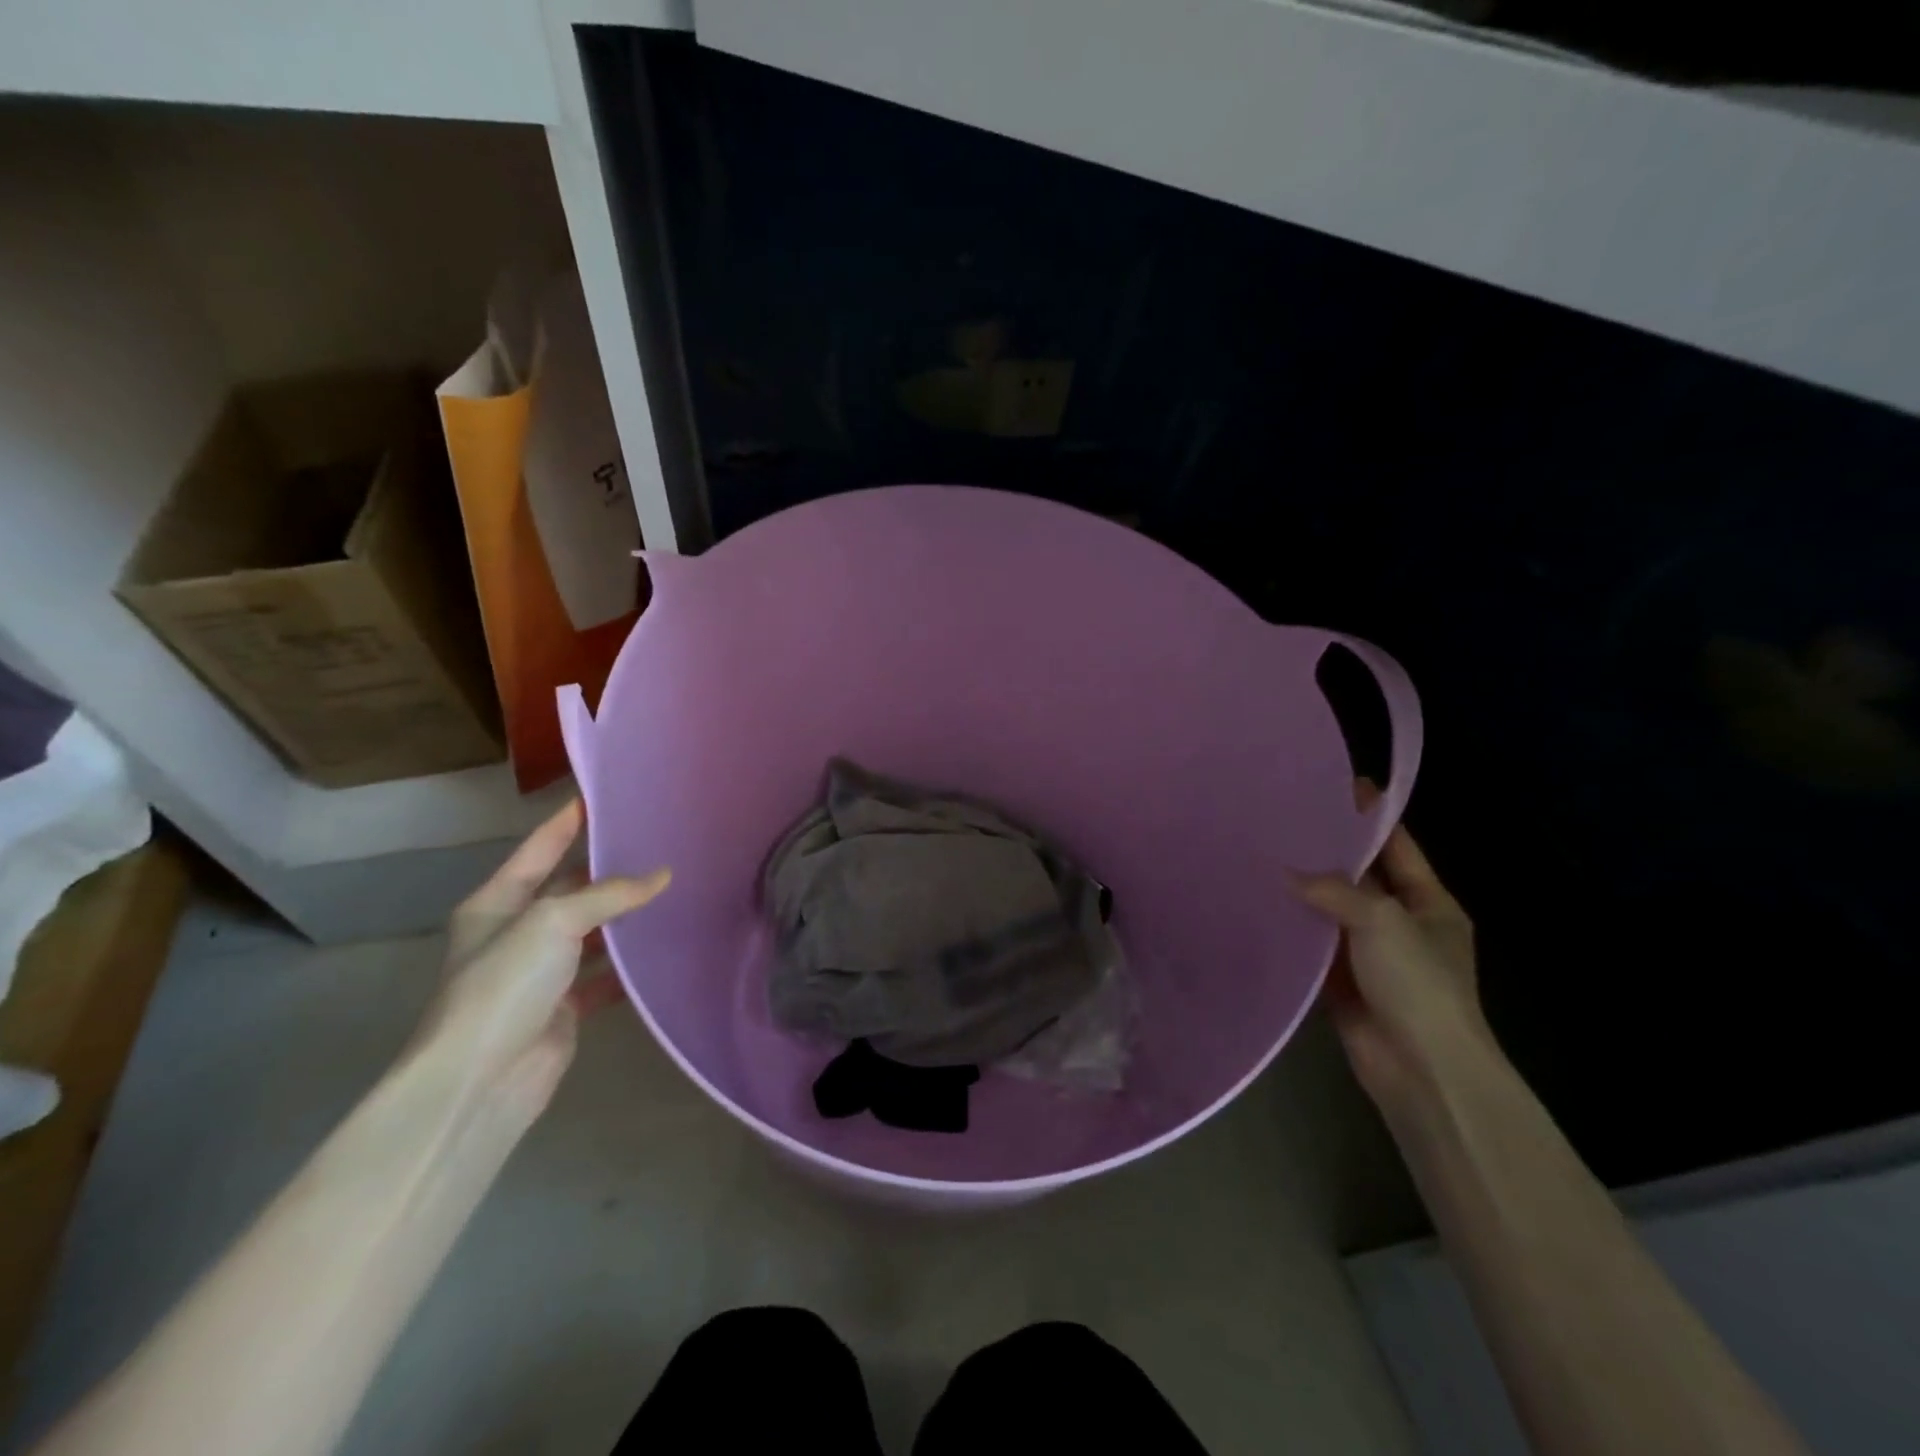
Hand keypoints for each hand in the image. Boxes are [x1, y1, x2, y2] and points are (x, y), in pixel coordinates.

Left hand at [415, 800, 669, 1122]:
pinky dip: (629, 965)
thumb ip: (609, 894)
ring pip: (592, 932)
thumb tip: (663, 875)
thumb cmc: (504, 985)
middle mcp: (517, 931)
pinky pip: (604, 975)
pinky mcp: (563, 1006)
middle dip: (610, 870)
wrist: (480, 1081)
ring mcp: (540, 971)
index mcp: (498, 902)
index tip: (605, 794)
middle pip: (570, 888)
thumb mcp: (553, 922)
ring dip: (624, 918)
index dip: (570, 820)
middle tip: (660, 844)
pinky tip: (664, 948)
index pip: (540, 847)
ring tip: (674, 890)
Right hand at [1287, 801, 1488, 1119]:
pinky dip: (1291, 928)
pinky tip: (1258, 904)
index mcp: (1428, 904)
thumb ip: (1335, 890)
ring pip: (1331, 910)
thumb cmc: (1418, 985)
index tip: (1339, 785)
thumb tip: (1285, 873)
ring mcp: (1369, 954)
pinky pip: (1312, 945)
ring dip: (1303, 890)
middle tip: (1283, 818)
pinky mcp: (1341, 981)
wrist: (1420, 1069)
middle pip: (1361, 877)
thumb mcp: (1383, 922)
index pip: (1398, 848)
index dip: (1372, 817)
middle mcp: (1399, 923)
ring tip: (1260, 853)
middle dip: (1327, 851)